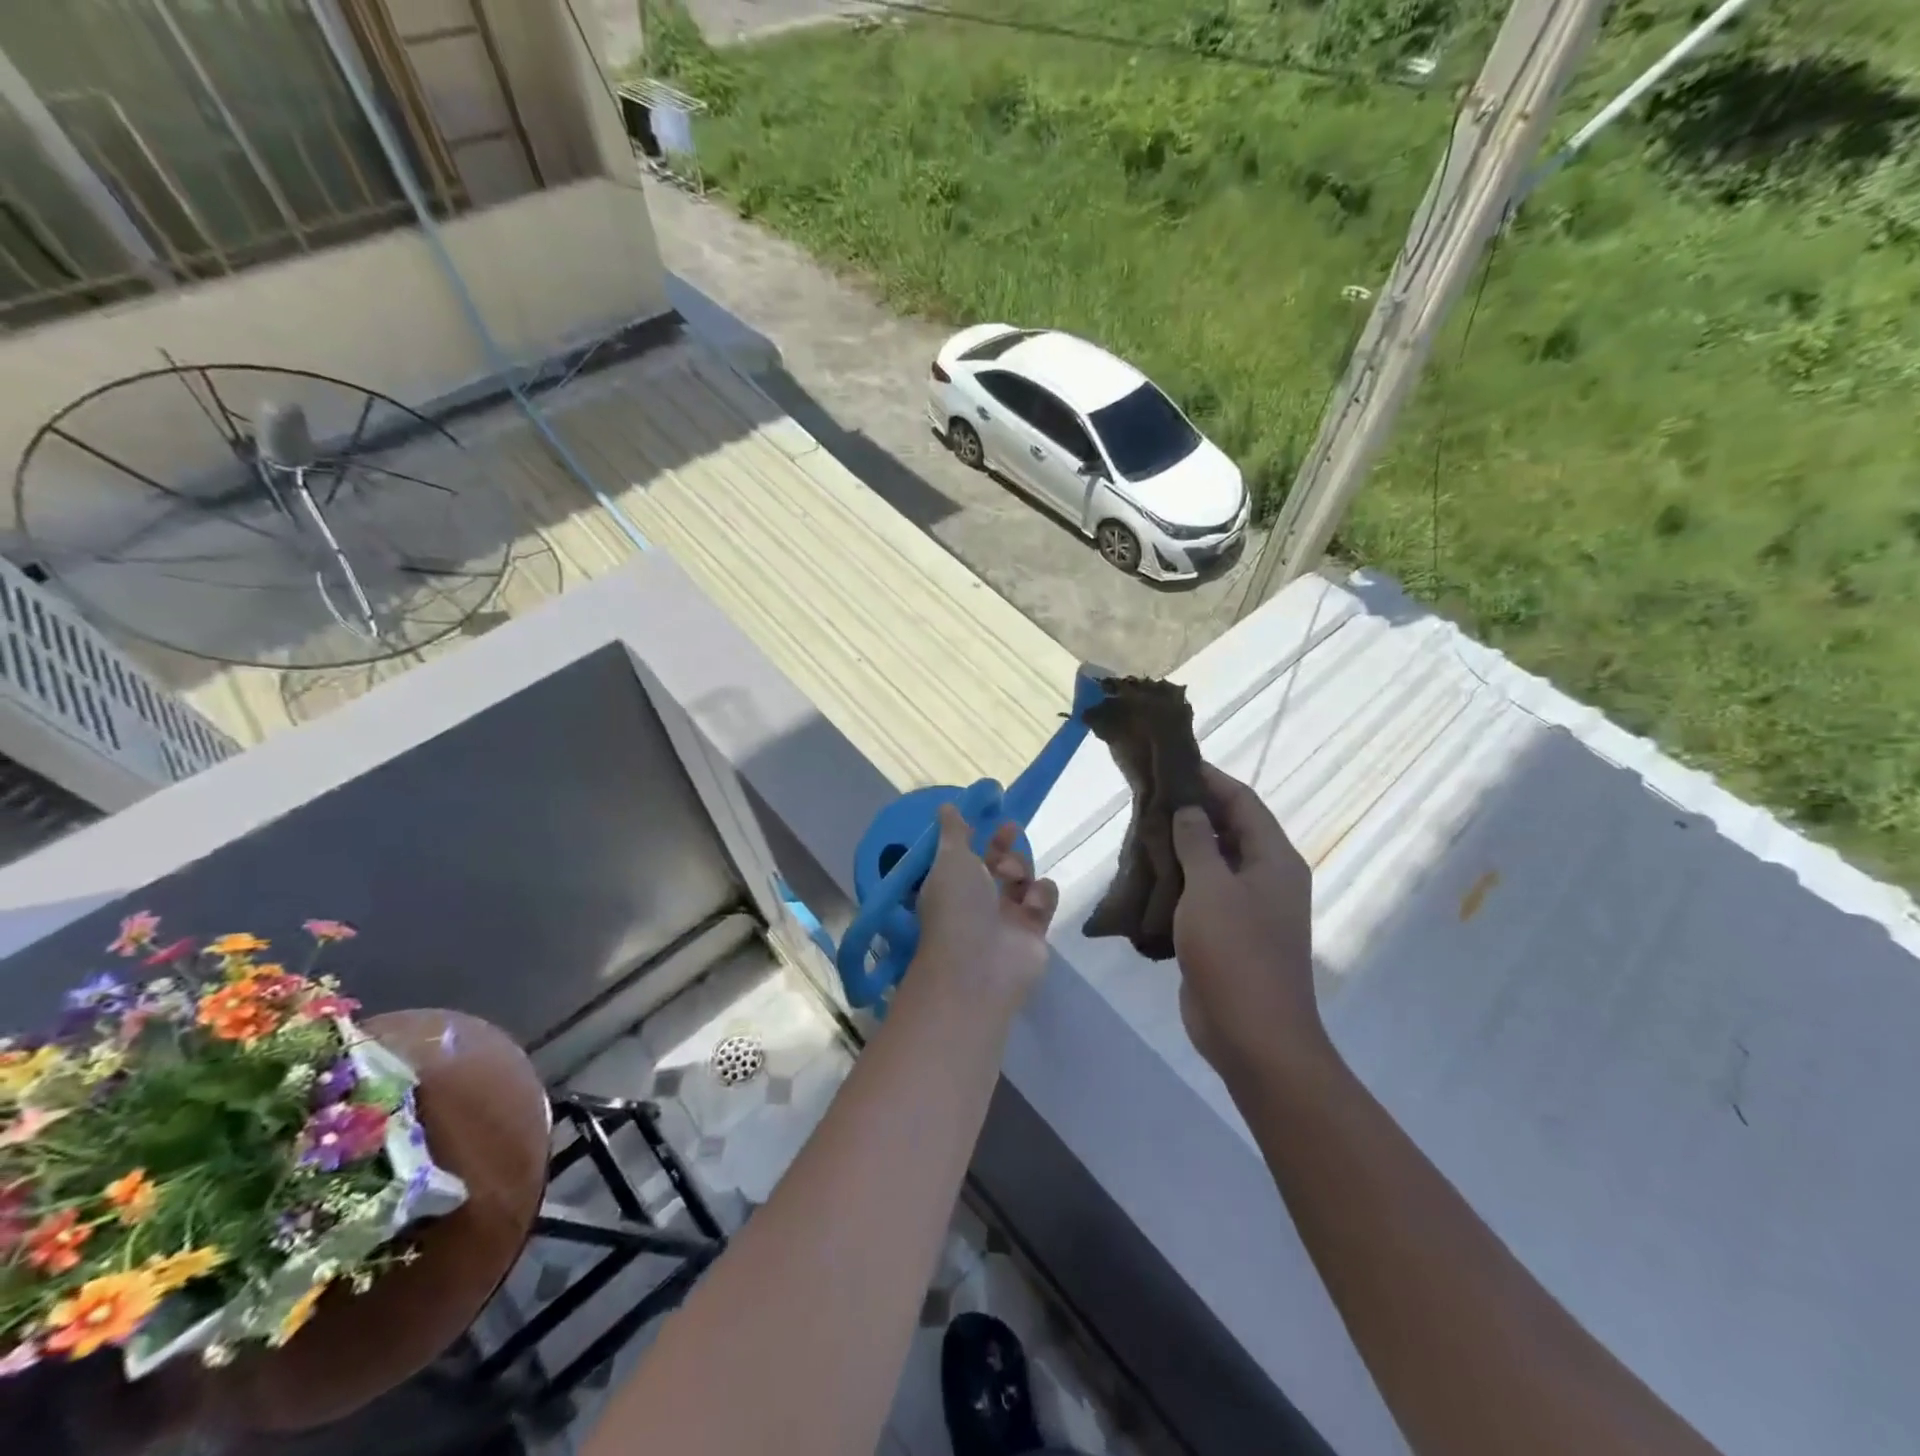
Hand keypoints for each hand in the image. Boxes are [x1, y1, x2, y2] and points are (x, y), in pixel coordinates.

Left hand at [913, 804, 1058, 1008]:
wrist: (980, 965)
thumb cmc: (957, 905)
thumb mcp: (949, 859)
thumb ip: (953, 831)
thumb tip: (946, 806)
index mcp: (952, 883)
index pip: (968, 855)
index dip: (979, 836)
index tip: (991, 818)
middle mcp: (978, 900)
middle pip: (998, 864)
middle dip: (1004, 846)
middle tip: (1010, 831)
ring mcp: (1007, 917)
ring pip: (1023, 878)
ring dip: (1020, 868)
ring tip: (1013, 877)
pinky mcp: (1034, 931)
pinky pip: (1044, 899)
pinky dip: (1040, 895)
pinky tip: (1031, 905)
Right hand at [1170, 765, 1323, 1079]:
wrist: (1253, 1035)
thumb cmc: (1235, 952)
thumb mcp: (1211, 888)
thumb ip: (1198, 842)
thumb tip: (1190, 809)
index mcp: (1274, 859)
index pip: (1244, 802)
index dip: (1211, 778)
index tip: (1172, 763)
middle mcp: (1267, 877)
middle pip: (1231, 828)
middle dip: (1192, 810)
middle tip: (1148, 795)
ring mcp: (1250, 908)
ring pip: (1214, 862)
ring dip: (1182, 845)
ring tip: (1140, 828)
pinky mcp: (1229, 933)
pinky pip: (1204, 893)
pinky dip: (1180, 878)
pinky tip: (1147, 873)